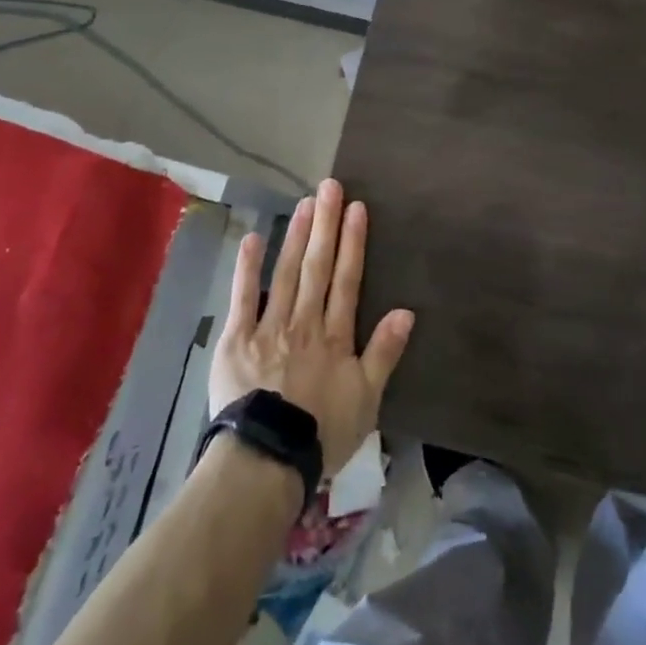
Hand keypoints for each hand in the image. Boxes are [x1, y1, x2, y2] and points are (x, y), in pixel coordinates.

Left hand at [210, 179, 414, 477]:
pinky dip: (248, 267)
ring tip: (304, 203)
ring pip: (286, 273)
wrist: (269, 458)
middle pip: (317, 267)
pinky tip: (254, 238)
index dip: (353, 242)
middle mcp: (305, 322)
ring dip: (296, 236)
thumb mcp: (367, 399)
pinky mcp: (238, 339)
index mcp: (335, 336)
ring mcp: (270, 327)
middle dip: (325, 225)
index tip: (356, 208)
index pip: (347, 280)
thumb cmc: (322, 432)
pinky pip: (244, 297)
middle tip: (329, 186)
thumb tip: (407, 311)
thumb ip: (384, 352)